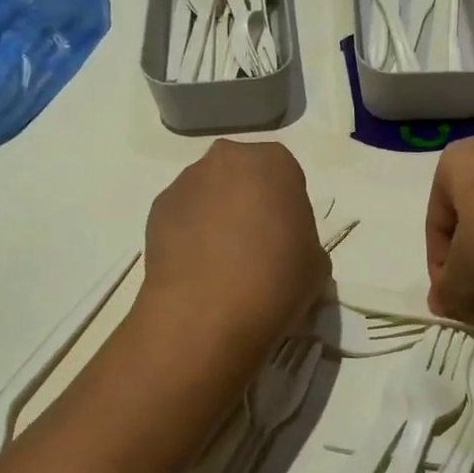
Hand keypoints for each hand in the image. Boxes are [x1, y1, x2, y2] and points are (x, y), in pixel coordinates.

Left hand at [140, 140, 328, 362]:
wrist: (204, 313)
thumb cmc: (274, 280)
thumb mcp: (317, 264)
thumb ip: (303, 240)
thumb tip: (283, 249)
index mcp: (273, 162)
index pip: (286, 176)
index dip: (288, 208)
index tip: (287, 238)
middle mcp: (226, 160)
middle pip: (244, 176)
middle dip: (249, 202)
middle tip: (256, 246)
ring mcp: (186, 181)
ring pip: (210, 193)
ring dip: (218, 215)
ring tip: (222, 262)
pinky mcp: (156, 208)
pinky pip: (184, 214)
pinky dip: (191, 233)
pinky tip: (197, 267)